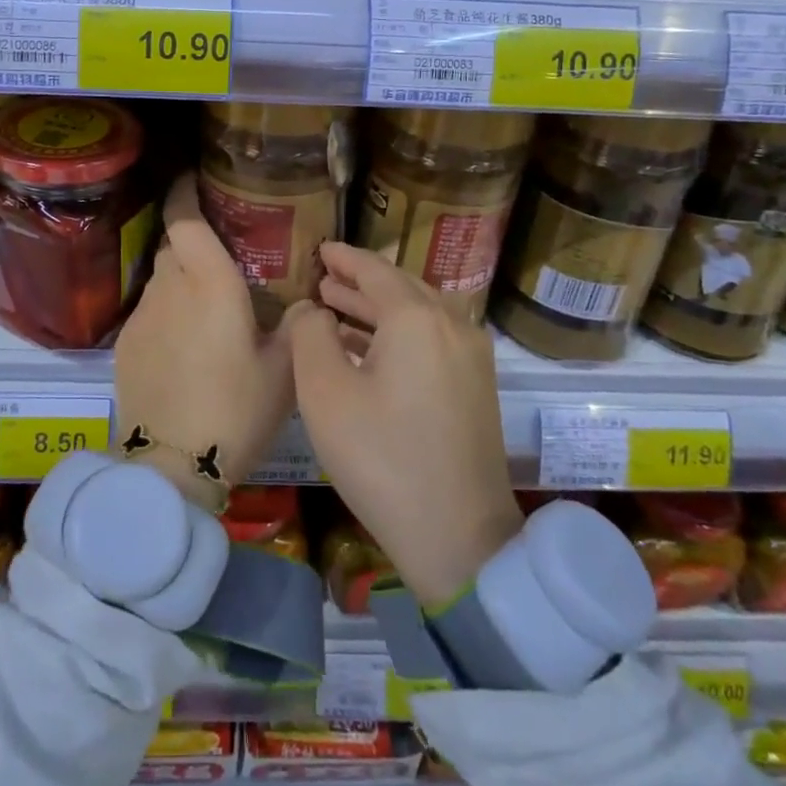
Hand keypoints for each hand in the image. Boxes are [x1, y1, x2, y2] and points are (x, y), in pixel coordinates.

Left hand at [114, 173, 296, 513]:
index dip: (186, 194)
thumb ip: (296, 328)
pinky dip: (167, 312)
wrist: (172, 463)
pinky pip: (149, 311)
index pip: (186, 220)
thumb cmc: (236, 410)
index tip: (194, 180)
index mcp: (210, 284)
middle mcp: (170, 289)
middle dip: (192, 242)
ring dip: (180, 280)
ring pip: (160, 279)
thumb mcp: (283, 372)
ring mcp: (141, 317)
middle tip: (221, 257)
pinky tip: (185, 344)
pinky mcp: (125, 345)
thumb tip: (301, 305)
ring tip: (207, 307)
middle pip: (173, 246)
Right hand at [289, 242, 523, 607]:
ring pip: (419, 314)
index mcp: (417, 318)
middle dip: (360, 282)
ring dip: (377, 308)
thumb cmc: (381, 458)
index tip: (321, 248)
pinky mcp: (476, 387)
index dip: (345, 258)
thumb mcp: (324, 393)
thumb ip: (310, 335)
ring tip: (336, 306)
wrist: (460, 536)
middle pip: (401, 288)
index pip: (375, 270)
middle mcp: (452, 325)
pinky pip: (432, 340)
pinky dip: (398, 334)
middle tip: (324, 278)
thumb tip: (312, 310)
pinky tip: (368, 349)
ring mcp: (471, 357)